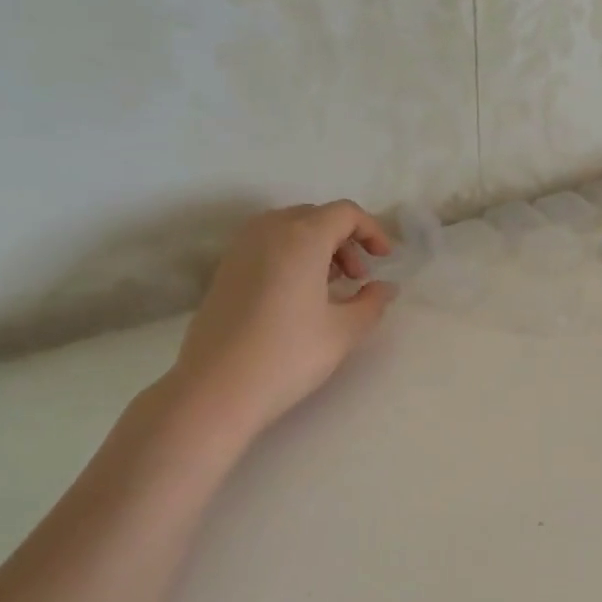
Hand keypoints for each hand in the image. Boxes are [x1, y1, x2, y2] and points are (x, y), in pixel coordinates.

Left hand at [162, 201, 396, 438]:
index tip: (385, 259)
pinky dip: (292, 256)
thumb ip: (372, 302)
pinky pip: (268, 245)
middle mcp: (268, 230)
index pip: (345, 213)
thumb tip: (385, 288)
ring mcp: (241, 248)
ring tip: (331, 287)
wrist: (216, 389)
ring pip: (289, 228)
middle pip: (316, 216)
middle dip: (345, 239)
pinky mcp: (225, 269)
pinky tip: (299, 296)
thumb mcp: (344, 331)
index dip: (372, 230)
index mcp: (302, 236)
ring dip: (318, 247)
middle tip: (358, 278)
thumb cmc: (288, 355)